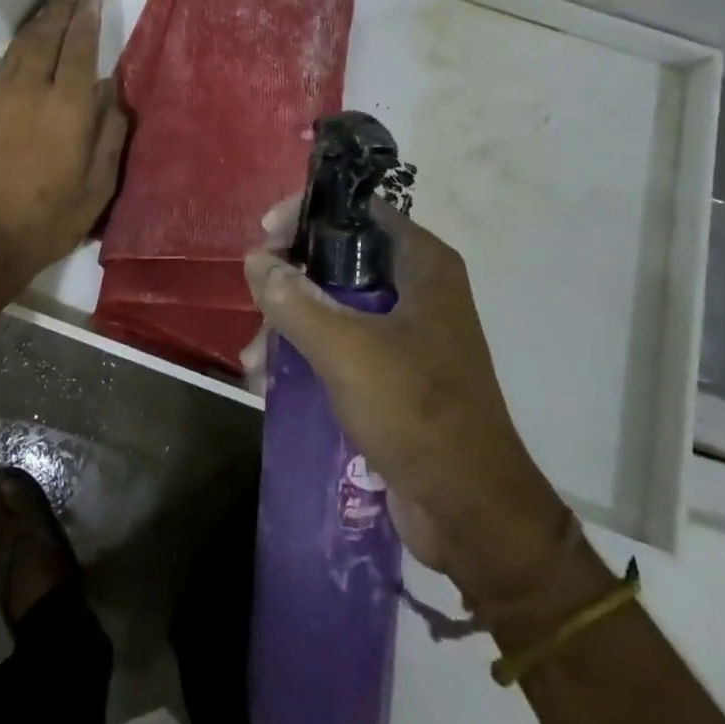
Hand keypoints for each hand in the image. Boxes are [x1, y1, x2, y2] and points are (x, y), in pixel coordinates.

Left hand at [0, 0, 126, 302]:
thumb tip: (112, 93)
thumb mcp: (98, 186)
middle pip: (46, 35)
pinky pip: (4, 66)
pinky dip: (19, 46)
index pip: (80, 47)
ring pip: (21, 46)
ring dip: (39, 19)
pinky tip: (26, 44)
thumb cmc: (49, 221)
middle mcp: (30, 91)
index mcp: (67, 107)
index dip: (87, 15)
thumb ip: (109, 133)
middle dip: (61, 3)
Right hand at [245, 199, 572, 607]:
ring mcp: (408, 331)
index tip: (266, 235)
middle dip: (291, 281)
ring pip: (336, 304)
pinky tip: (270, 379)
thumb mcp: (347, 349)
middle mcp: (418, 287)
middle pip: (340, 257)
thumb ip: (295, 300)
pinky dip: (308, 353)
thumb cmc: (416, 410)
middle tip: (253, 301)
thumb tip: (256, 260)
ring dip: (292, 324)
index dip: (309, 213)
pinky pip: (343, 344)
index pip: (358, 210)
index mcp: (422, 263)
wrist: (471, 513)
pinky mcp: (396, 372)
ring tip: (255, 360)